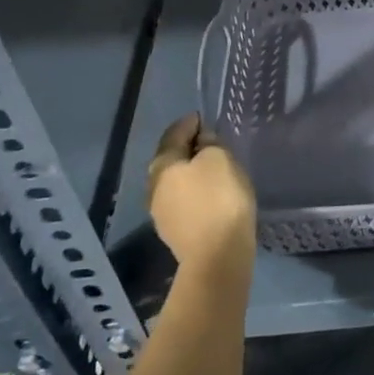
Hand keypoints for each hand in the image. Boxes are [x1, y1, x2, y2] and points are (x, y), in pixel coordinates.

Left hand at [147, 113, 255, 280]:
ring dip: (192, 173)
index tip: (202, 117)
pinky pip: (185, 202)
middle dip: (188, 149)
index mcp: (161, 166)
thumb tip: (201, 142)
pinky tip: (212, 194)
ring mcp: (162, 214)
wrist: (217, 256)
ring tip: (214, 169)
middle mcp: (153, 188)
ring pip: (176, 183)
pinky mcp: (176, 234)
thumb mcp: (220, 159)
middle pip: (171, 160)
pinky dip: (196, 193)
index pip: (173, 134)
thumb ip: (210, 144)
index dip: (189, 123)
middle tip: (210, 142)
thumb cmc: (218, 198)